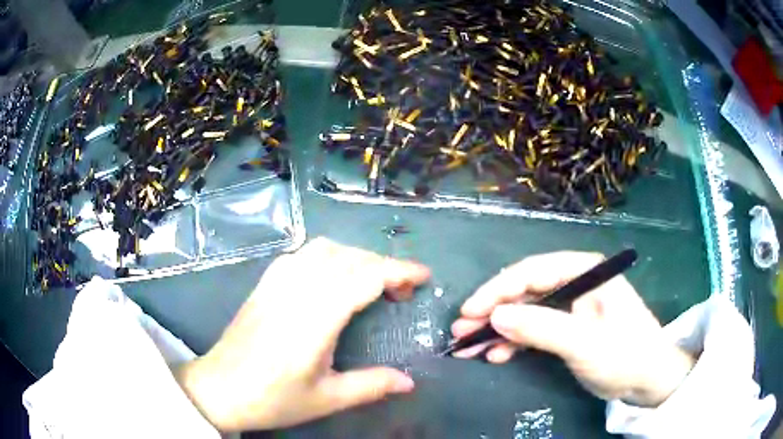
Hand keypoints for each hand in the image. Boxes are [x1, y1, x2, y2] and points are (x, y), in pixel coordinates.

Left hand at [175, 238, 430, 430]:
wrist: (220, 388)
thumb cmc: (272, 398)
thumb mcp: (327, 399)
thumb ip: (371, 385)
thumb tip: (410, 381)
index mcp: (314, 319)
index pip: (363, 277)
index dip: (398, 271)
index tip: (424, 276)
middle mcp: (295, 291)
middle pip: (348, 257)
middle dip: (383, 265)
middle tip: (401, 291)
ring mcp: (276, 283)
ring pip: (324, 249)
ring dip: (355, 257)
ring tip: (371, 282)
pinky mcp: (264, 283)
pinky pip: (302, 254)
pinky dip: (328, 257)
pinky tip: (331, 278)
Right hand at [451, 252, 694, 406]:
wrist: (648, 380)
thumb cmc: (625, 355)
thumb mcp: (584, 344)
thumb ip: (542, 328)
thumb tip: (495, 316)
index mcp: (586, 272)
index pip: (534, 272)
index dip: (498, 290)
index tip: (470, 311)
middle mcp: (576, 283)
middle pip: (526, 291)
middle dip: (492, 311)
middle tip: (460, 331)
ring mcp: (572, 307)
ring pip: (526, 311)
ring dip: (498, 329)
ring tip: (469, 347)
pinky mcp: (569, 328)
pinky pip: (535, 329)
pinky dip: (514, 342)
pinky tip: (495, 354)